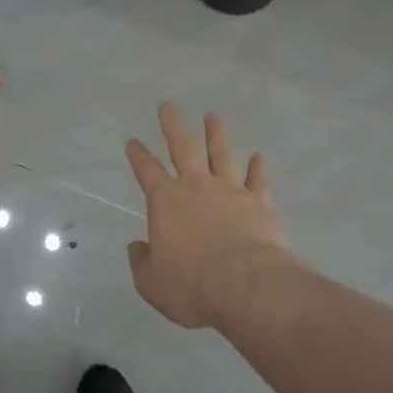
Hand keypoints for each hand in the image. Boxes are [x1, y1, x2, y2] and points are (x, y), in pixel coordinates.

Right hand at [125, 103, 290, 330]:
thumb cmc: (192, 285)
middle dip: (173, 126)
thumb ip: (142, 262)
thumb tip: (138, 247)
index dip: (138, 155)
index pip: (146, 170)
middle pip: (182, 148)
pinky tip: (259, 157)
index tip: (133, 141)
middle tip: (168, 106)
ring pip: (220, 154)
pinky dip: (258, 169)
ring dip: (215, 135)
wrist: (247, 287)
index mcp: (165, 200)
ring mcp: (230, 191)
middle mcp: (196, 186)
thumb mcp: (152, 283)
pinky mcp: (259, 204)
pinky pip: (258, 181)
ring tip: (212, 116)